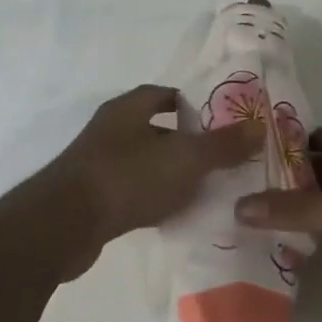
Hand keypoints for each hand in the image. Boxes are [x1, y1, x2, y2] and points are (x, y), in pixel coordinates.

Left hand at [29, 85, 260, 278]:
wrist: (62, 227)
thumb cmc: (126, 178)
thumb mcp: (184, 158)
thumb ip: (223, 144)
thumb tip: (259, 127)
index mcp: (128, 109)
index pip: (165, 94)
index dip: (194, 103)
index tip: (222, 119)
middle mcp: (111, 130)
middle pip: (156, 128)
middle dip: (187, 140)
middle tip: (221, 155)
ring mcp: (98, 164)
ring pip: (146, 161)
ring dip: (171, 171)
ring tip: (206, 186)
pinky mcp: (93, 198)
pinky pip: (133, 191)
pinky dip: (154, 198)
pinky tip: (175, 213)